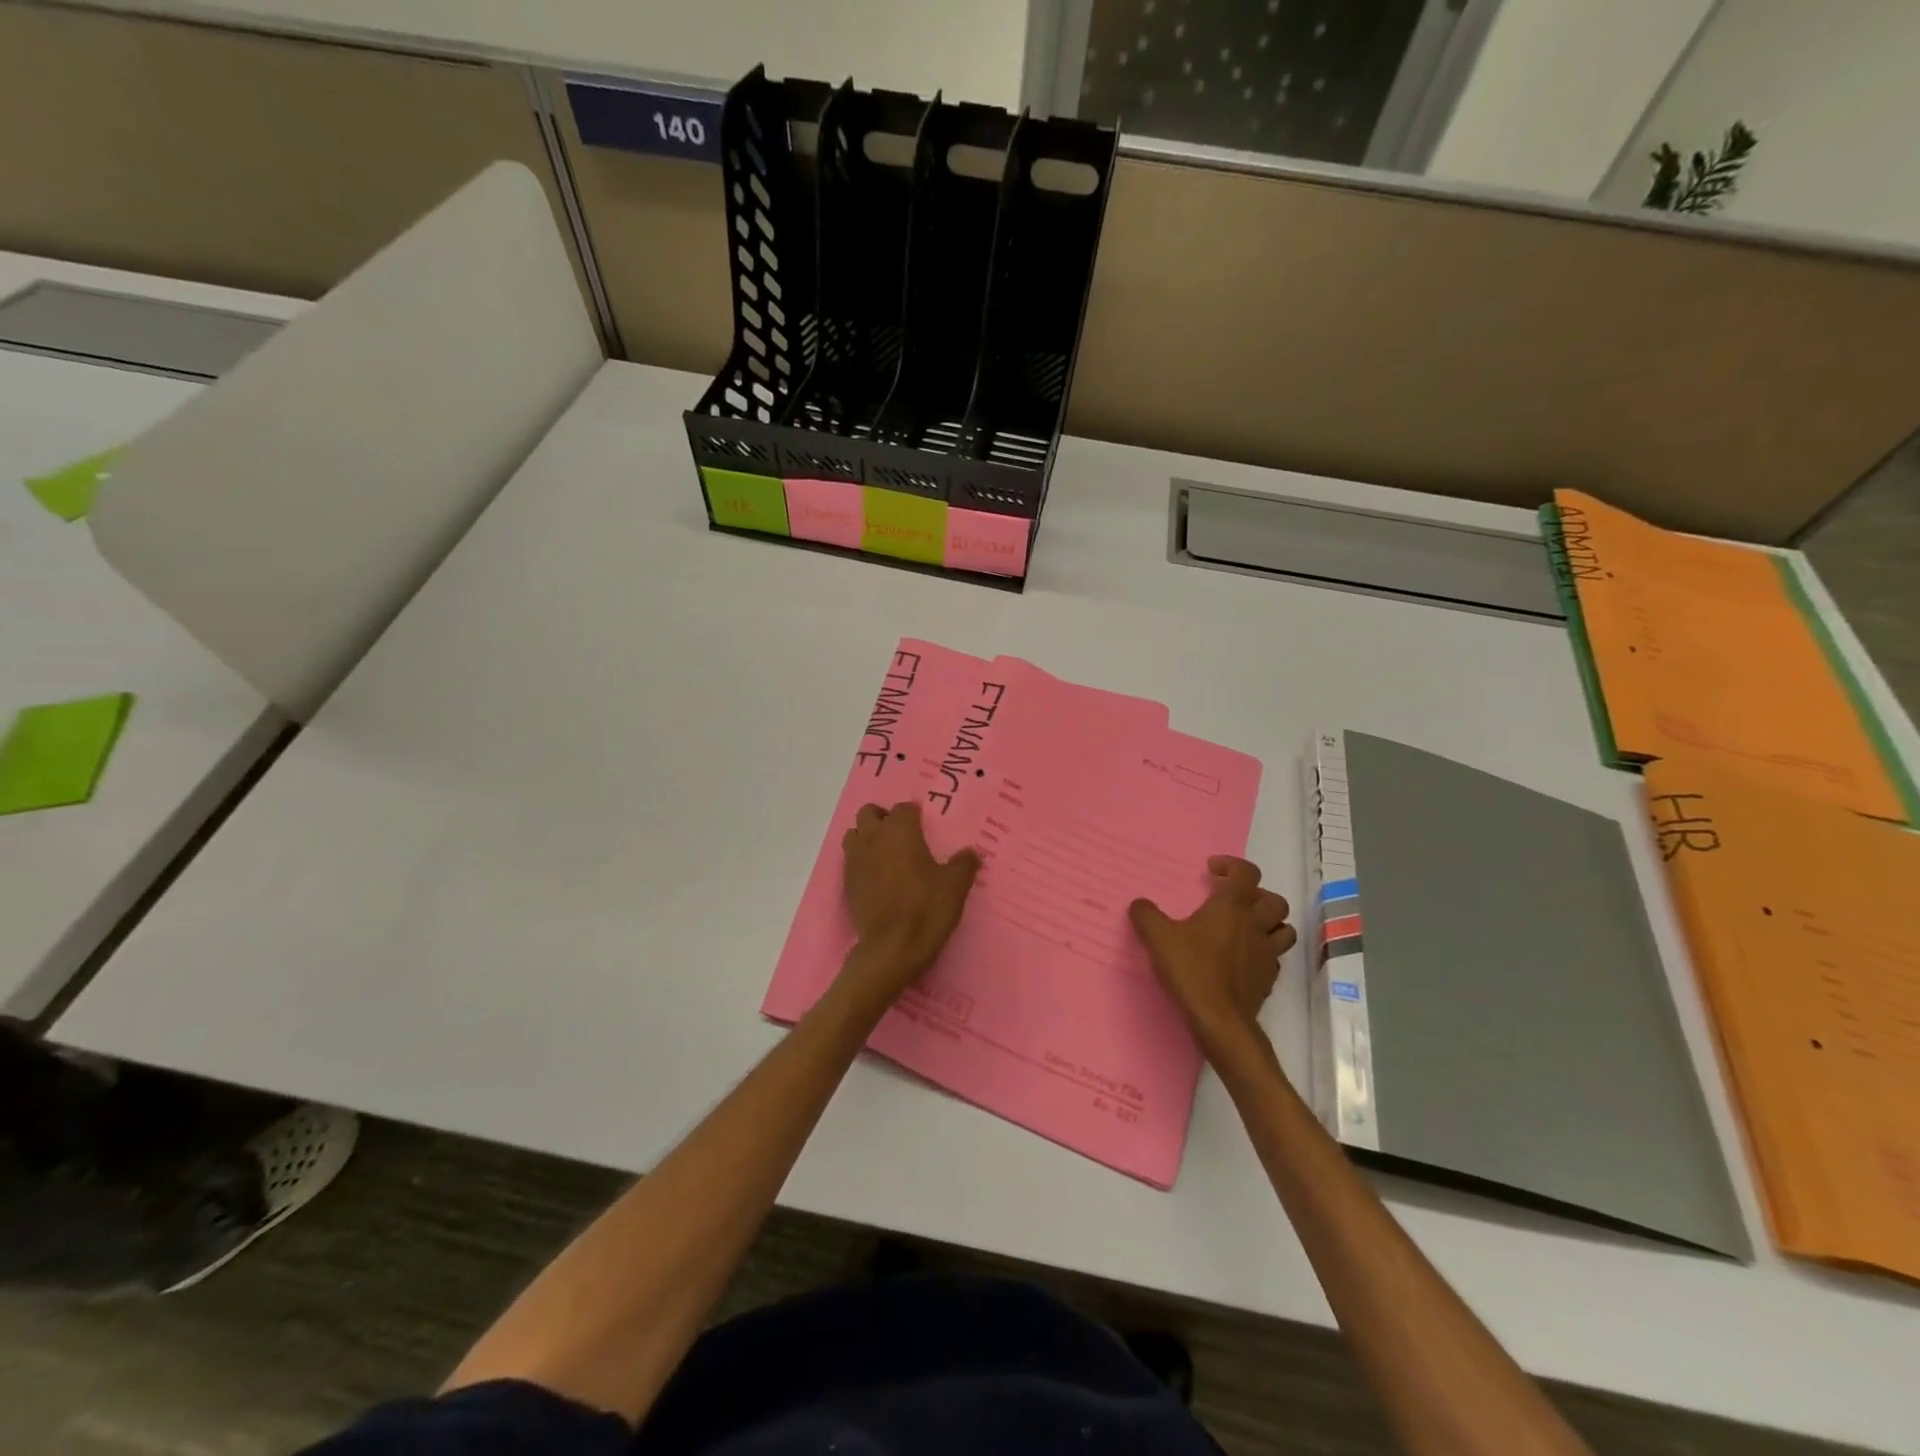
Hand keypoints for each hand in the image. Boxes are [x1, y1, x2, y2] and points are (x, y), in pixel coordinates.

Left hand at [839, 802, 980, 1002]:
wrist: (892, 948)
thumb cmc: (926, 909)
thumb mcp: (956, 886)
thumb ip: (964, 863)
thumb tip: (970, 853)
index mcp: (900, 831)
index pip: (903, 808)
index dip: (914, 815)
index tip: (924, 826)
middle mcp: (873, 838)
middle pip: (870, 813)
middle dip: (884, 818)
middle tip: (902, 836)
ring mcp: (855, 860)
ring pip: (854, 834)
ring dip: (868, 837)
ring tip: (886, 854)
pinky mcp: (846, 883)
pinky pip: (851, 860)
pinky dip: (862, 861)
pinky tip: (877, 877)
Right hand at [1129, 857, 1295, 1050]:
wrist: (1220, 1020)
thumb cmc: (1192, 970)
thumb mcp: (1158, 938)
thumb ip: (1146, 915)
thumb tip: (1139, 904)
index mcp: (1232, 907)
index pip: (1246, 873)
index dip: (1232, 865)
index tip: (1212, 869)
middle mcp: (1255, 925)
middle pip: (1274, 900)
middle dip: (1256, 895)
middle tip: (1232, 901)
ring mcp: (1267, 954)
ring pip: (1283, 929)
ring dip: (1268, 923)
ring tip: (1245, 928)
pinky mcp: (1268, 979)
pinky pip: (1274, 958)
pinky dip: (1263, 952)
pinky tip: (1243, 959)